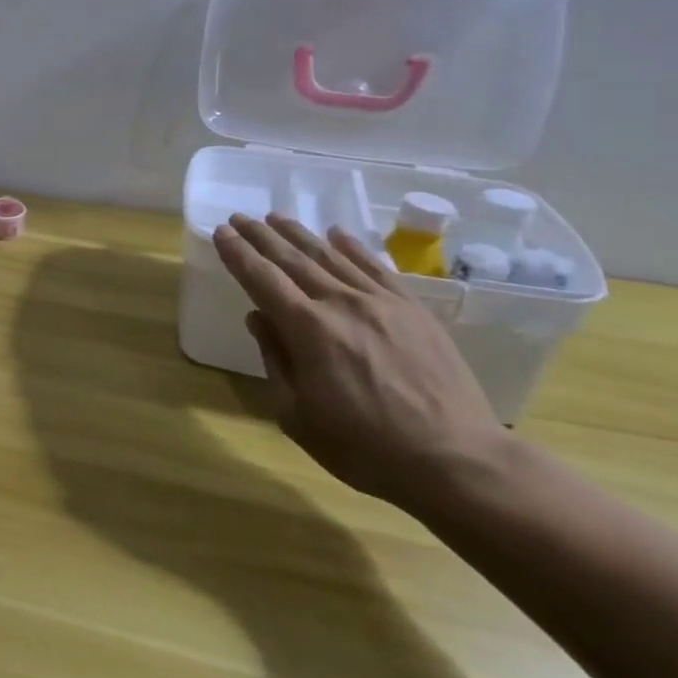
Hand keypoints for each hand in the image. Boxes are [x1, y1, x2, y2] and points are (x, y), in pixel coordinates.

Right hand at [213, 213, 506, 512]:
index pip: (262, 279)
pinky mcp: (413, 309)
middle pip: (293, 259)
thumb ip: (275, 360)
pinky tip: (337, 234)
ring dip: (299, 234)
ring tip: (277, 217)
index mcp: (307, 331)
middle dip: (261, 236)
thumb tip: (259, 318)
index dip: (238, 254)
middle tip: (240, 217)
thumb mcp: (296, 415)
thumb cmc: (364, 448)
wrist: (456, 460)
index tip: (221, 232)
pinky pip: (375, 267)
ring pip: (331, 256)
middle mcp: (341, 304)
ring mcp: (381, 302)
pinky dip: (352, 247)